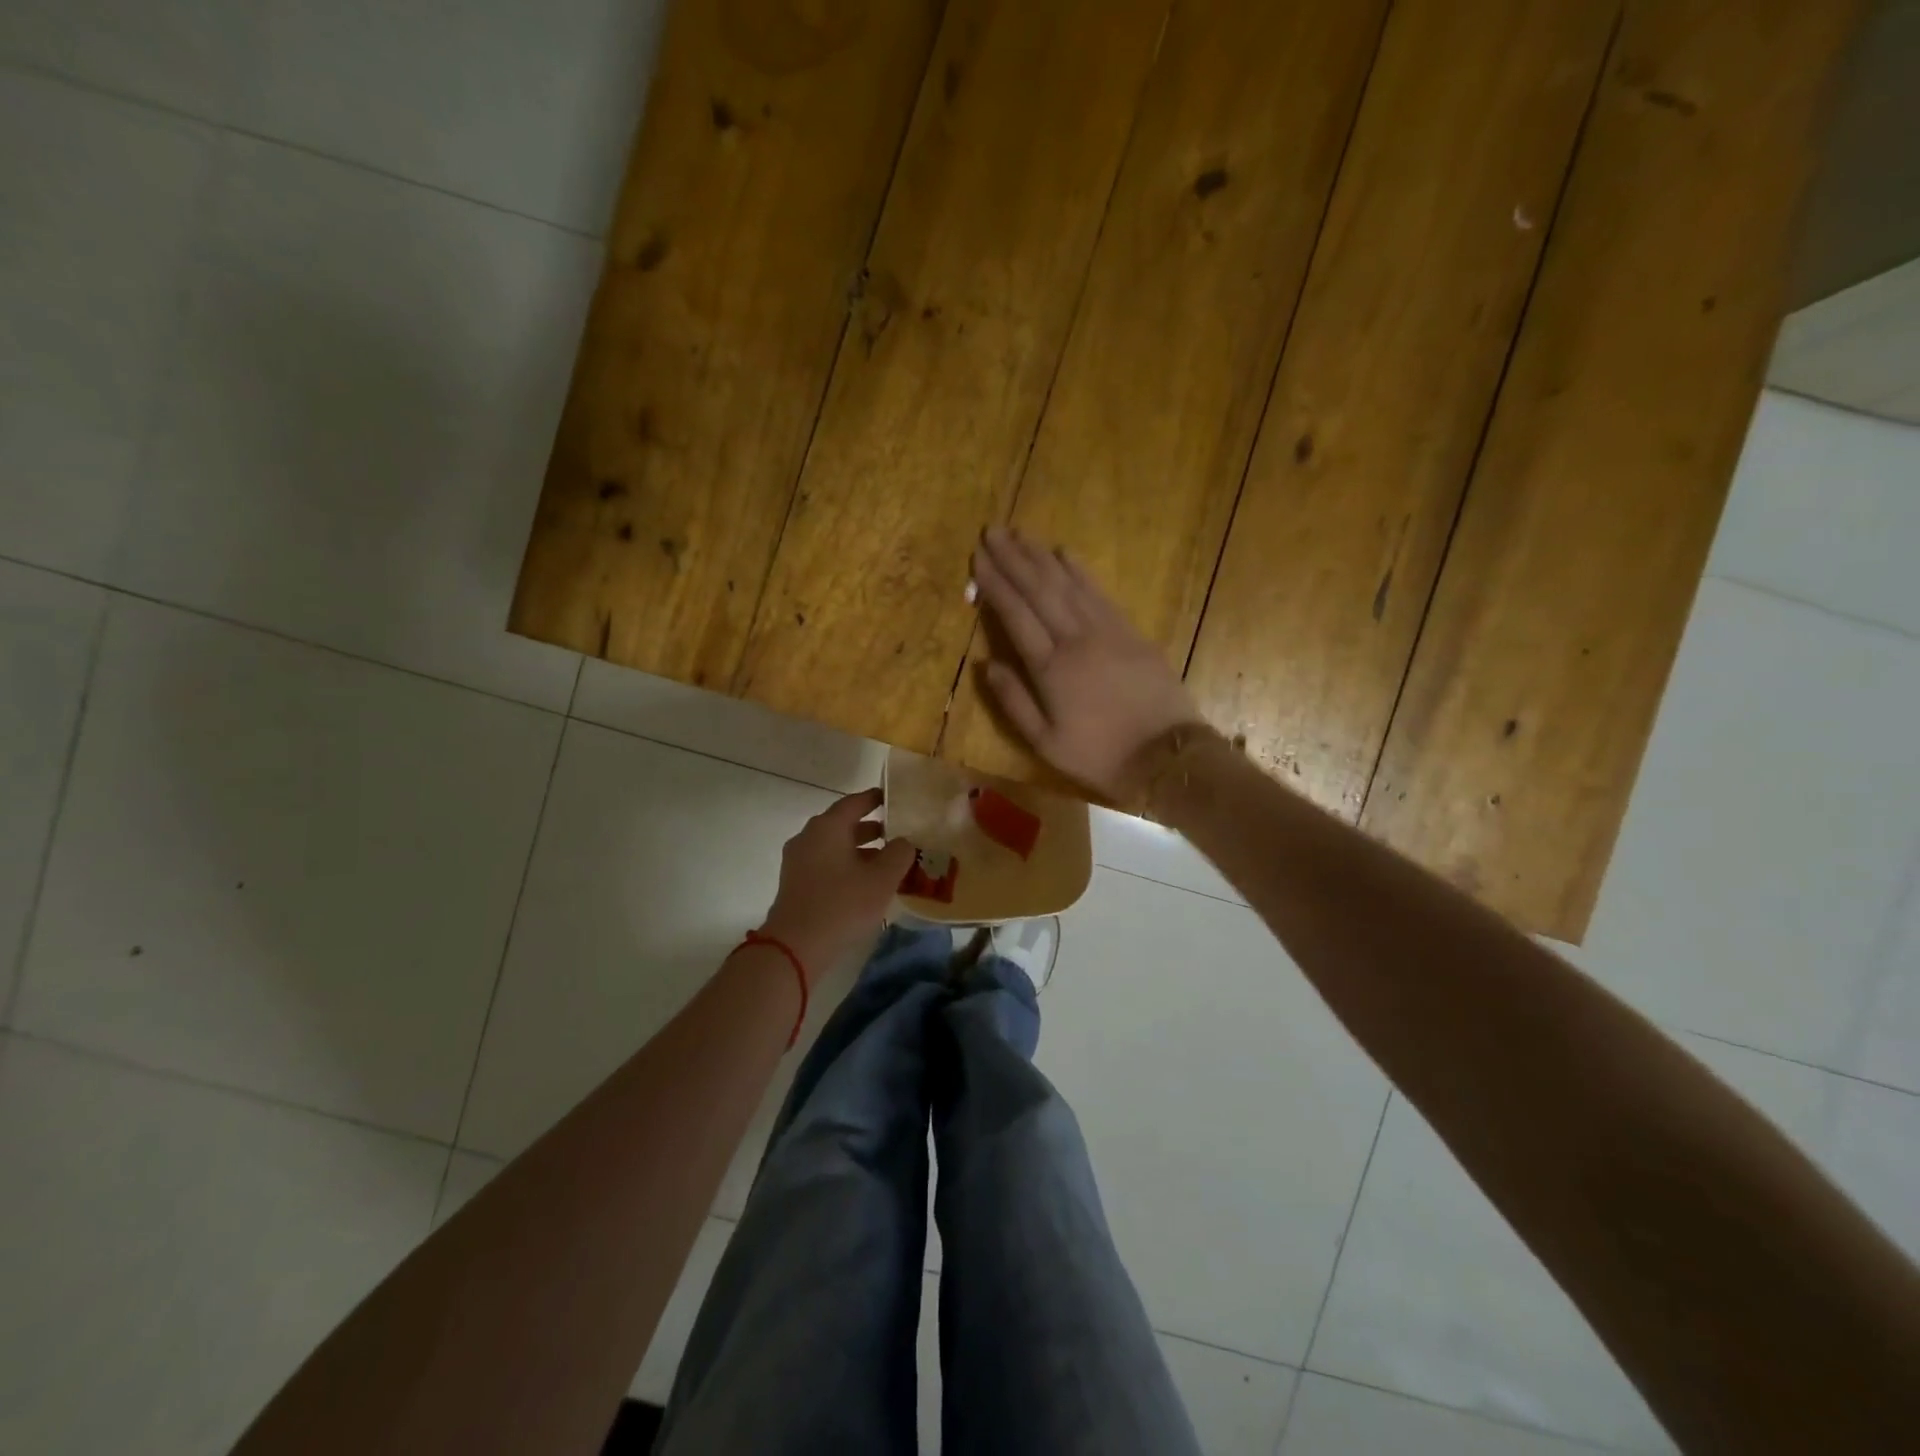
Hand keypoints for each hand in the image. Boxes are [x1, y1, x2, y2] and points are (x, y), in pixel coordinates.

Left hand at [758, 788, 915, 977]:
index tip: (893, 798)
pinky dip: (845, 865)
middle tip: (897, 834)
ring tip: (886, 862)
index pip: (854, 802)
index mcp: (827, 827)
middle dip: (871, 828)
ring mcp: (798, 861)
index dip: (875, 799)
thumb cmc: (842, 904)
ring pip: (834, 846)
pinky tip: (864, 883)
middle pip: (843, 824)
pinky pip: (825, 864)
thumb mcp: (882, 879)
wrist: (796, 946)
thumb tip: (904, 842)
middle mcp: (809, 837)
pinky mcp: (795, 883)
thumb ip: (899, 854)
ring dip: (859, 850)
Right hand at [972, 526, 1203, 799]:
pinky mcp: (1131, 632)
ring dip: (1041, 557)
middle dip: (1013, 559)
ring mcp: (1107, 631)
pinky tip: (1065, 553)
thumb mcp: (1045, 742)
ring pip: (1068, 584)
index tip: (978, 559)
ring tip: (1020, 534)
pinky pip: (1099, 593)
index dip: (995, 584)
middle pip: (1039, 590)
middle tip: (992, 532)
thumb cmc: (1099, 755)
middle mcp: (1075, 639)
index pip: (1016, 615)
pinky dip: (1080, 570)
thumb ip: (1013, 701)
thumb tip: (986, 664)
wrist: (1166, 755)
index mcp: (1050, 668)